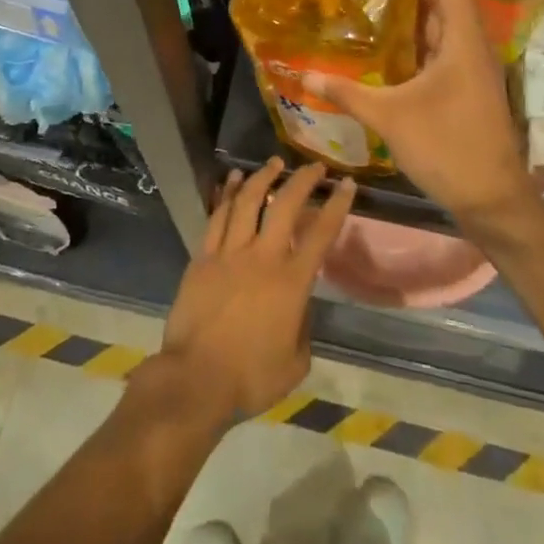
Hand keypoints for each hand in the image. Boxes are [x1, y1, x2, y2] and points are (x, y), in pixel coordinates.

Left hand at [155, 158, 354, 431]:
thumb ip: (303, 327)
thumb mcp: (296, 362)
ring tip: (274, 163)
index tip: (346, 184)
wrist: (196, 380)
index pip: (321, 234)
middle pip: (284, 205)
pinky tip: (233, 179)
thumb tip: (299, 306)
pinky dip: (227, 193)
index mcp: (291, 282)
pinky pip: (217, 216)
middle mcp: (262, 257)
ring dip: (263, 176)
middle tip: (314, 166)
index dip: (336, 205)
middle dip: (303, 180)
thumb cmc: (251, 378)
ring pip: (247, 201)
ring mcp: (229, 253)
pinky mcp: (203, 257)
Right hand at [306, 0, 534, 224]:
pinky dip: (424, 46)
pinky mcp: (472, 91)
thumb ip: (347, 93)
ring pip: (449, 30)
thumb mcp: (389, 118)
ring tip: (377, 17)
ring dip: (418, 20)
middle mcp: (474, 49)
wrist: (493, 199)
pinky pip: (448, 53)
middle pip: (450, 3)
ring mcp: (476, 71)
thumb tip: (304, 74)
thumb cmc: (446, 147)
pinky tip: (394, 59)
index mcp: (463, 42)